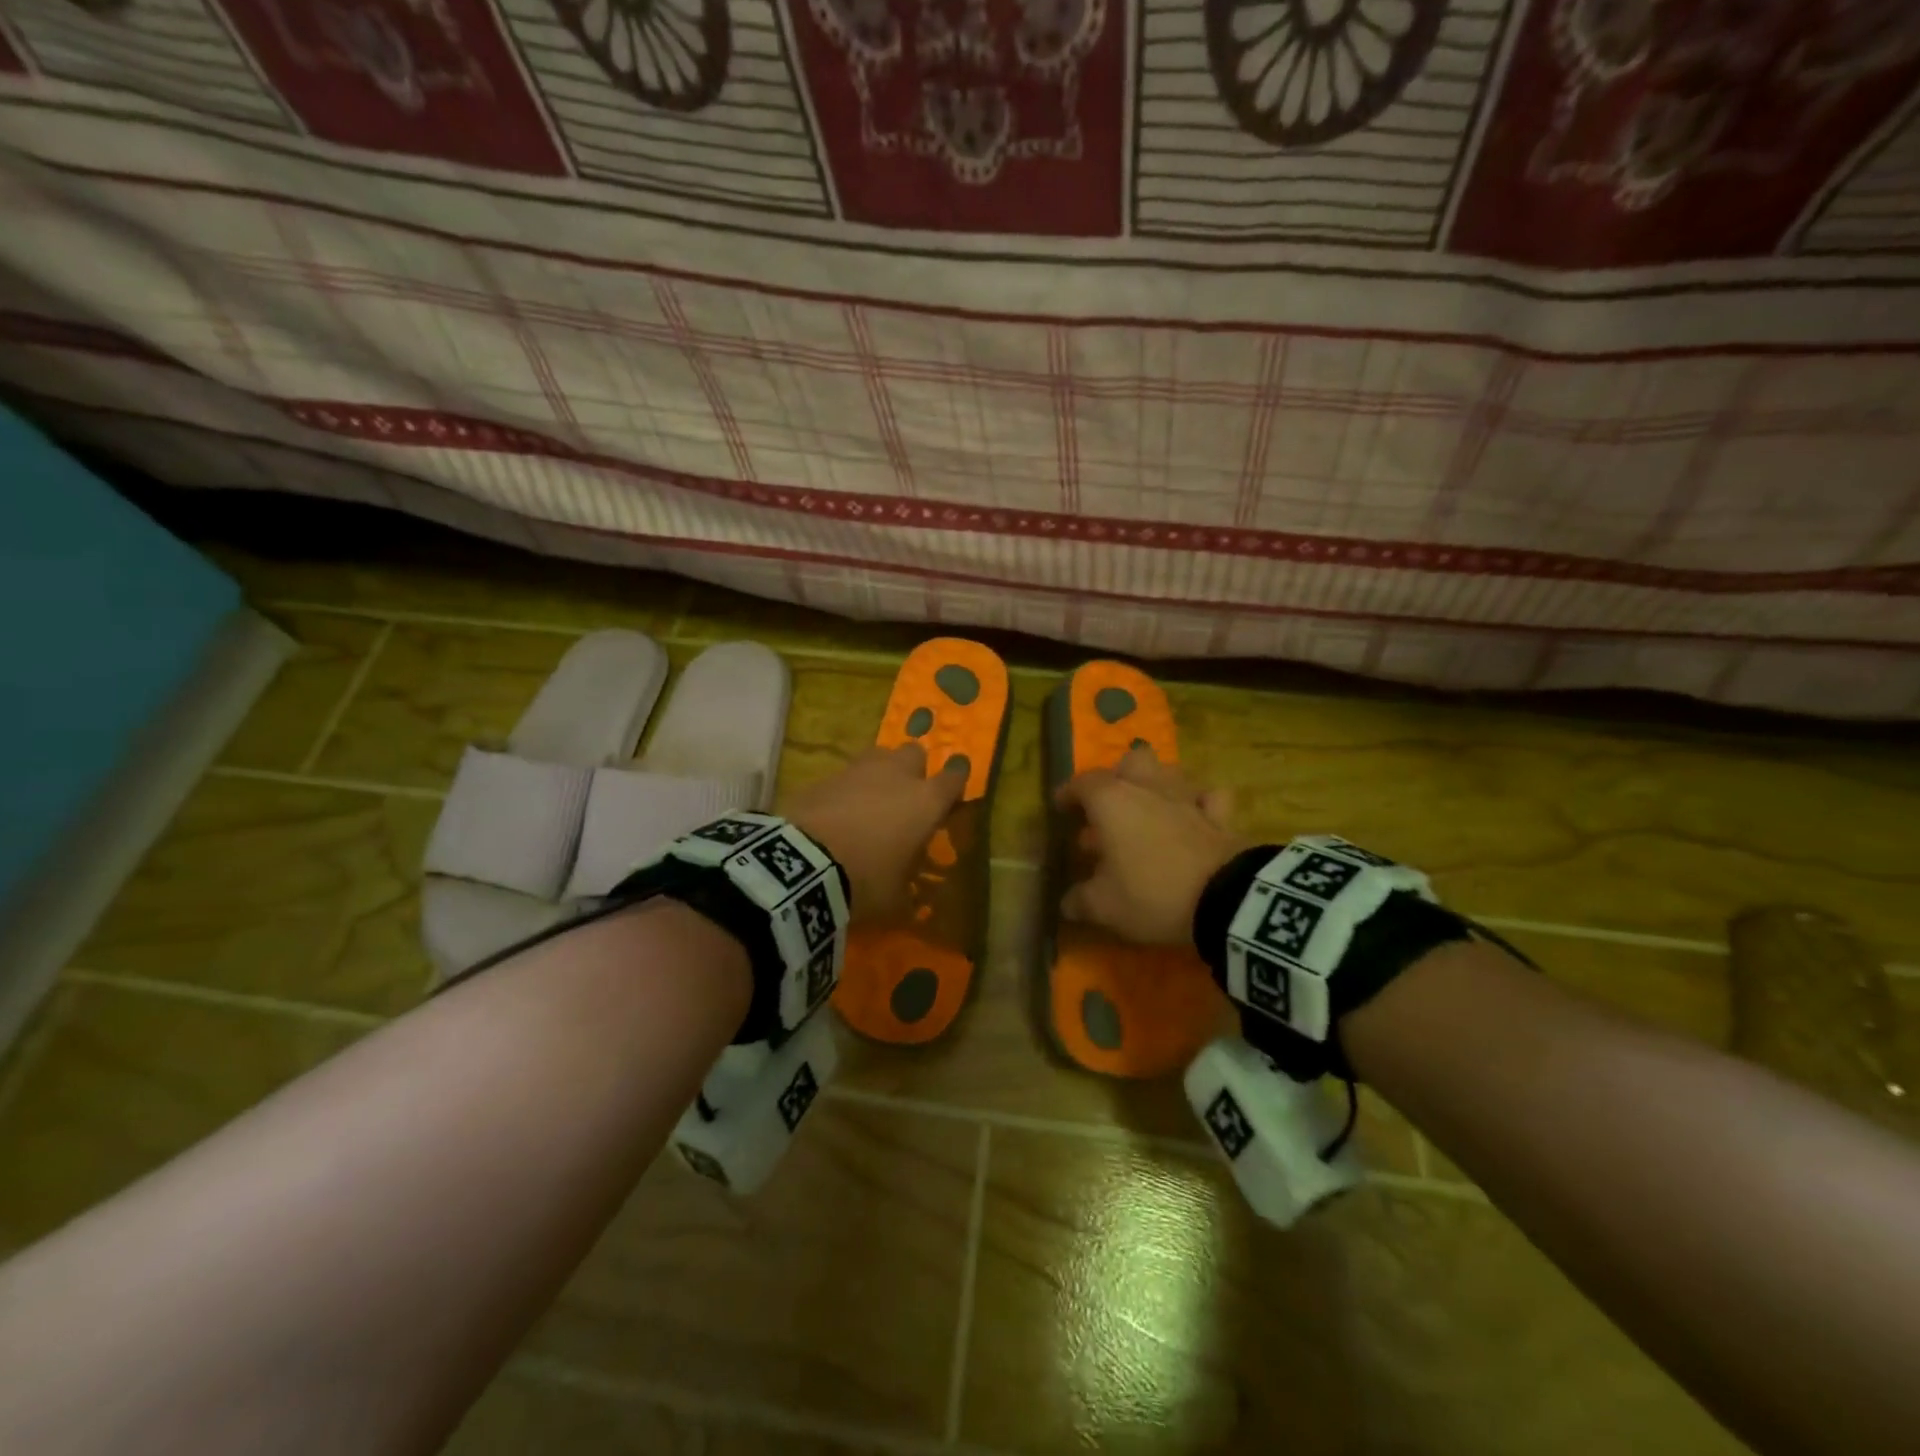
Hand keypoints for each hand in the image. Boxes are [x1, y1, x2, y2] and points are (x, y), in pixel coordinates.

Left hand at [786, 744, 967, 922]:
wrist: (802, 865)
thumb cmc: (865, 881)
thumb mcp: (896, 898)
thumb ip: (907, 887)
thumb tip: (908, 894)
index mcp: (926, 801)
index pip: (955, 778)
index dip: (955, 784)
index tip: (951, 798)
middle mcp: (896, 775)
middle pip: (915, 754)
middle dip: (914, 770)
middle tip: (906, 799)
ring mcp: (857, 770)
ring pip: (878, 757)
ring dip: (878, 775)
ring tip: (870, 803)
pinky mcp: (823, 776)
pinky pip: (844, 776)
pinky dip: (845, 790)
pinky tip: (836, 814)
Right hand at [1056, 747, 1247, 945]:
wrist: (1225, 900)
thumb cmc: (1152, 893)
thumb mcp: (1104, 906)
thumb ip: (1080, 900)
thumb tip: (1067, 902)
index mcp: (1112, 801)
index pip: (1082, 783)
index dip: (1068, 793)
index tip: (1061, 807)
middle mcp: (1148, 788)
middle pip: (1131, 761)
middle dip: (1118, 776)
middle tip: (1109, 804)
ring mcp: (1187, 798)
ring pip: (1169, 772)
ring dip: (1156, 785)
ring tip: (1148, 810)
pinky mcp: (1220, 816)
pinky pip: (1208, 798)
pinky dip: (1199, 803)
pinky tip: (1194, 817)